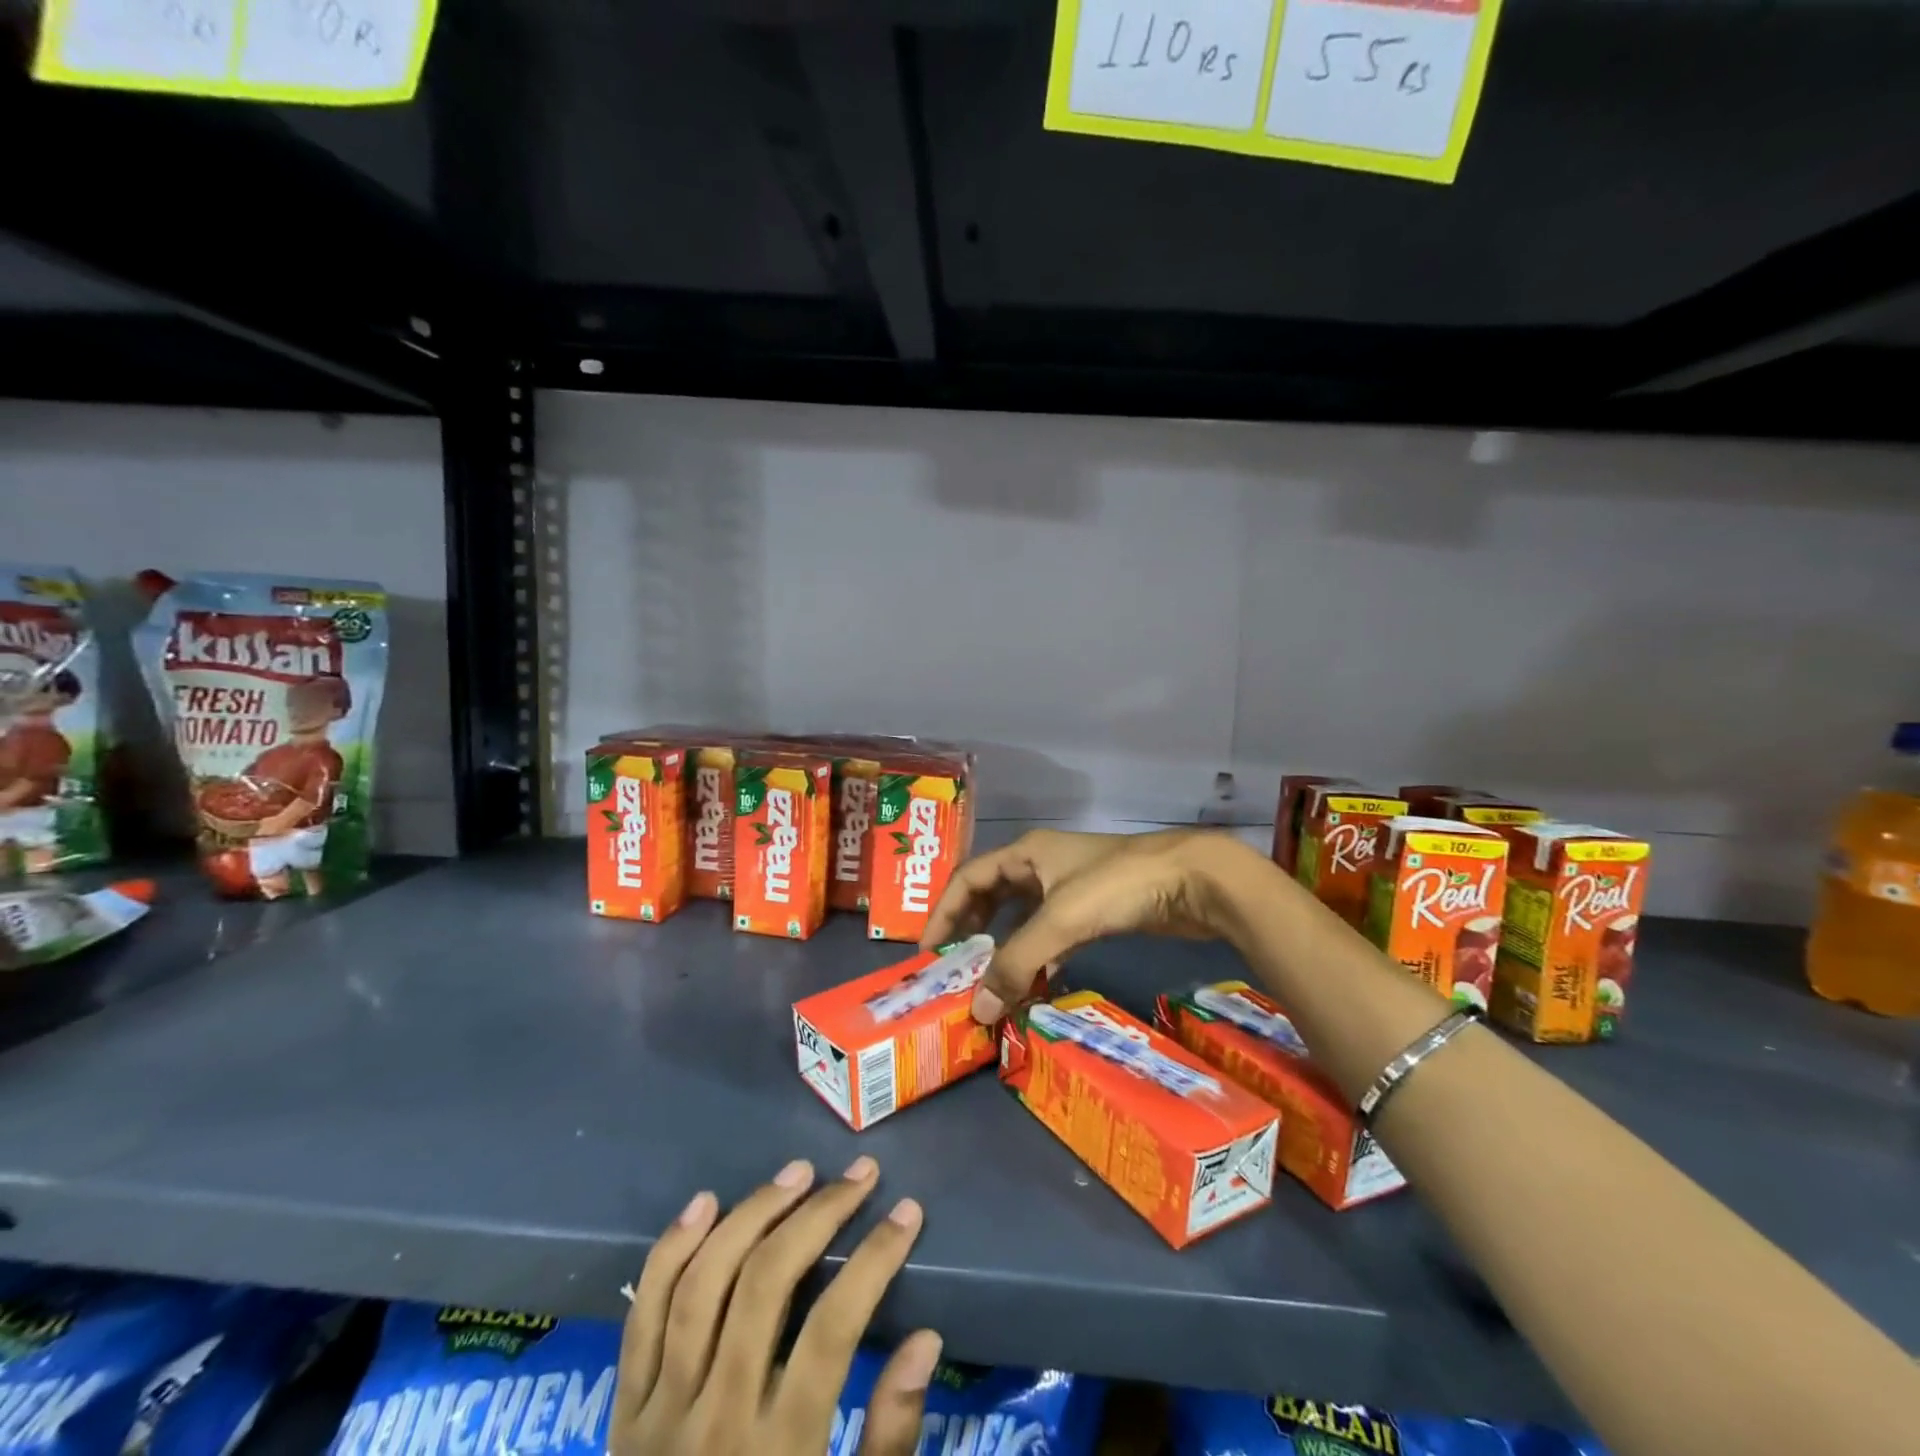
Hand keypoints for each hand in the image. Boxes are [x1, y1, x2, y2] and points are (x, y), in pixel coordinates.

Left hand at [613, 1156, 942, 1455]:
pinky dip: (671, 1250)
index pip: (834, 1328)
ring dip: (754, 1214)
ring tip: (798, 1173)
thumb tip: (925, 1338)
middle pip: (767, 1285)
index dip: (875, 1259)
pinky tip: (706, 1203)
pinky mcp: (621, 1411)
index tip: (907, 1212)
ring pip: (705, 1283)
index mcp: (778, 1454)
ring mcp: (659, 1411)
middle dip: (819, 1216)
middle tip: (860, 1175)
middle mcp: (715, 1420)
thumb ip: (890, 1439)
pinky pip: (642, 1315)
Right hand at [920, 827, 1250, 1022]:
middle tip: (955, 969)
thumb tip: (977, 1011)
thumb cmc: (1117, 886)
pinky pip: (1053, 935)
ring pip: (1024, 919)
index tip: (927, 953)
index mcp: (1026, 854)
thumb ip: (1015, 963)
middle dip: (971, 931)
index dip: (943, 913)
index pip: (967, 879)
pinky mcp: (1095, 911)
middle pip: (992, 897)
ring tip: (990, 985)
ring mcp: (1070, 888)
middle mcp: (1042, 866)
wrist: (1193, 880)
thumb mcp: (1059, 920)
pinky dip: (1039, 958)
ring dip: (1006, 949)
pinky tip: (1036, 985)